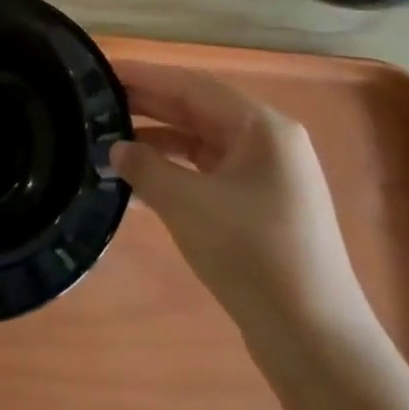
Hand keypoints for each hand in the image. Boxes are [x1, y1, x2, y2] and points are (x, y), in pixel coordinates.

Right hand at [112, 61, 368, 332]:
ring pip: (201, 142)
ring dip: (157, 140)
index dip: (144, 76)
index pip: (191, 85)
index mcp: (261, 127)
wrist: (313, 338)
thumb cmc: (251, 254)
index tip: (100, 71)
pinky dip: (174, 170)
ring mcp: (267, 177)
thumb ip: (145, 167)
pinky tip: (139, 180)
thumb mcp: (187, 204)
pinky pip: (208, 172)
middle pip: (197, 110)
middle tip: (95, 102)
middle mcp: (268, 143)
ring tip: (108, 140)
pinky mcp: (260, 207)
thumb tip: (115, 149)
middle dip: (148, 105)